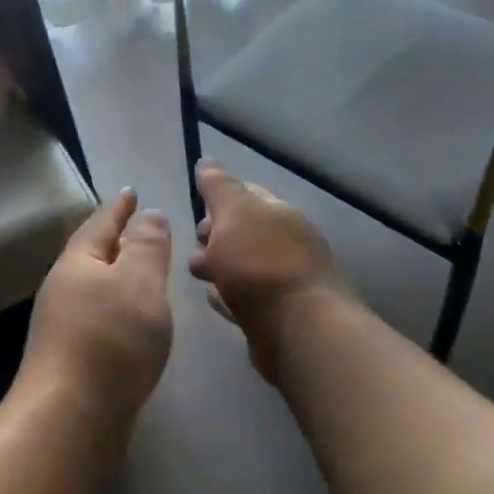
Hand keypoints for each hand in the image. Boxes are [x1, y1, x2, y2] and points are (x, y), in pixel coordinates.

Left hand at [20, 189, 173, 422]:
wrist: (70, 418)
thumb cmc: (110, 341)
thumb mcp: (138, 283)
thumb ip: (146, 246)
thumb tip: (148, 214)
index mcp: (78, 262)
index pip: (101, 223)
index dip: (119, 207)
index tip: (131, 191)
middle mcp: (64, 288)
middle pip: (92, 253)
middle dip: (116, 238)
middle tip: (139, 226)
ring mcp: (63, 325)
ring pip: (95, 286)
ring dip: (117, 274)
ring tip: (141, 270)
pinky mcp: (71, 358)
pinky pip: (99, 316)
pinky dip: (117, 307)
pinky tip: (131, 320)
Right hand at [189, 160, 345, 380]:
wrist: (297, 330)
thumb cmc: (260, 263)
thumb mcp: (233, 213)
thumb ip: (218, 187)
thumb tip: (207, 162)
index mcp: (280, 213)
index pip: (247, 193)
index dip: (219, 196)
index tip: (197, 207)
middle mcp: (287, 243)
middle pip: (243, 232)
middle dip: (215, 235)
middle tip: (196, 245)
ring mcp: (285, 280)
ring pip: (243, 266)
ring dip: (219, 266)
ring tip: (199, 275)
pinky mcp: (277, 314)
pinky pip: (246, 297)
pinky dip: (228, 295)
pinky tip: (216, 299)